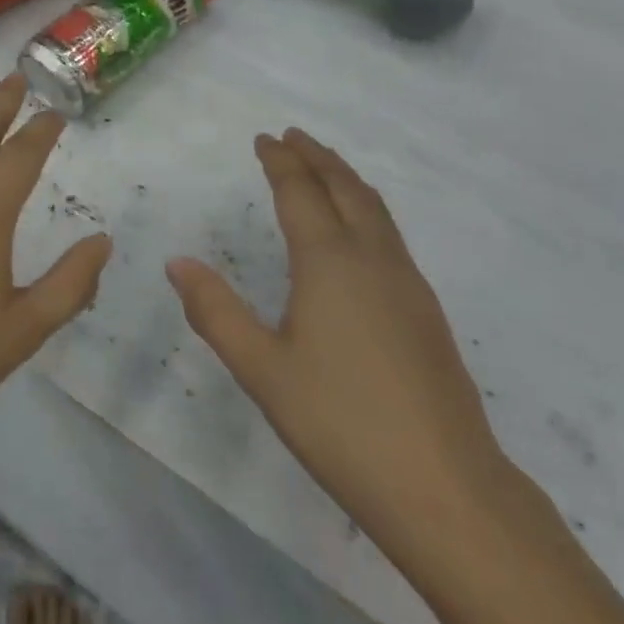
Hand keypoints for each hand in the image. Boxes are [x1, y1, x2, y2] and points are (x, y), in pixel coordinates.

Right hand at [166, 129, 506, 554]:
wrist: (446, 487)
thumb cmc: (341, 423)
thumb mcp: (262, 370)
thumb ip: (216, 312)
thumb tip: (177, 263)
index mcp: (329, 261)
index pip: (301, 192)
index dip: (280, 161)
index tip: (265, 139)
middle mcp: (372, 258)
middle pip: (344, 188)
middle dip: (316, 157)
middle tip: (293, 136)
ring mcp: (407, 282)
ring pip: (375, 208)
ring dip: (345, 178)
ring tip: (325, 168)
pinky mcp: (426, 310)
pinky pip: (390, 233)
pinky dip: (366, 208)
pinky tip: (360, 232)